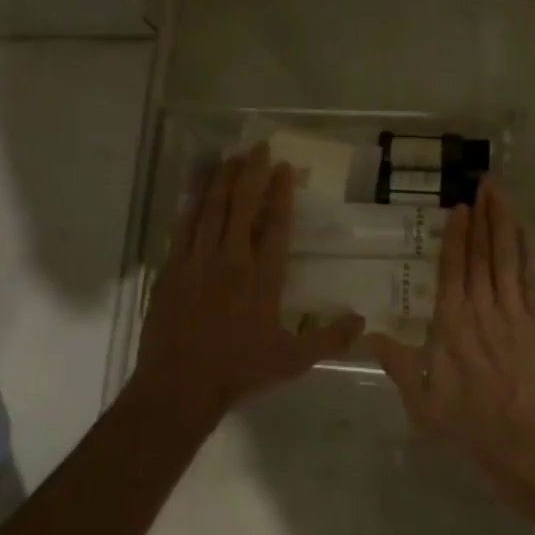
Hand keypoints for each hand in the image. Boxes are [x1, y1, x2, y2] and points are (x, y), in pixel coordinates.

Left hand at [133, 144, 363, 426]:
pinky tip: (197, 188)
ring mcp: (198, 263)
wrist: (179, 387)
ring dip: (222, 180)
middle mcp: (231, 262)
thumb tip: (363, 320)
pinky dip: (192, 203)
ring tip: (231, 156)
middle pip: (242, 207)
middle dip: (251, 173)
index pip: (275, 226)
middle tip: (258, 146)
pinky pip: (183, 227)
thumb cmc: (239, 372)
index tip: (285, 167)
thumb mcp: (292, 360)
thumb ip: (329, 338)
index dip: (281, 193)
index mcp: (262, 279)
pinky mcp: (171, 270)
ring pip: (211, 210)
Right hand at [370, 180, 534, 502]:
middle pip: (481, 252)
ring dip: (504, 220)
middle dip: (483, 215)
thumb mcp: (423, 402)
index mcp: (451, 323)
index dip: (456, 235)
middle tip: (483, 183)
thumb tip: (367, 335)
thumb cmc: (474, 427)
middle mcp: (482, 307)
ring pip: (507, 254)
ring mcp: (516, 310)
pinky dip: (530, 247)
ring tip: (502, 192)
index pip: (452, 267)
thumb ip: (397, 364)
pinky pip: (534, 274)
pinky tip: (527, 228)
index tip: (458, 207)